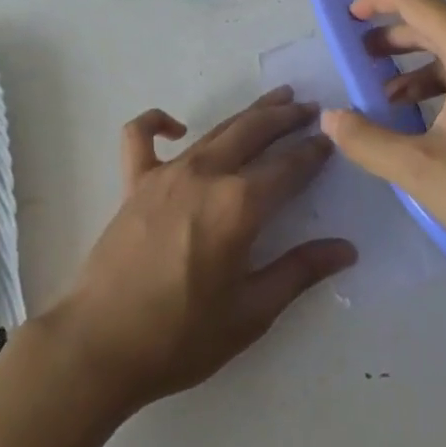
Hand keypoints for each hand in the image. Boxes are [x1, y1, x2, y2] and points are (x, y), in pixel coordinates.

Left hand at [46, 86, 356, 412]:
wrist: (99, 346)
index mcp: (239, 205)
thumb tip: (346, 249)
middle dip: (286, 117)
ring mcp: (167, 172)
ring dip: (248, 113)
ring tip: (274, 100)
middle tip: (309, 108)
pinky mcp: (134, 181)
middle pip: (254, 131)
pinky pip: (141, 136)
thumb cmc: (180, 338)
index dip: (312, 152)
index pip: (288, 167)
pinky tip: (176, 127)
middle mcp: (206, 174)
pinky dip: (157, 122)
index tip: (331, 140)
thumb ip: (299, 273)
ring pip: (217, 129)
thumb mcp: (250, 314)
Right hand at [321, 0, 445, 298]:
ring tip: (390, 99)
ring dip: (421, 67)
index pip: (415, 1)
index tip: (348, 17)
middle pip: (438, 24)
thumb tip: (330, 119)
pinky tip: (435, 119)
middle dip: (395, 39)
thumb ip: (369, 141)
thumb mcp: (424, 173)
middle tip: (362, 60)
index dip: (376, 1)